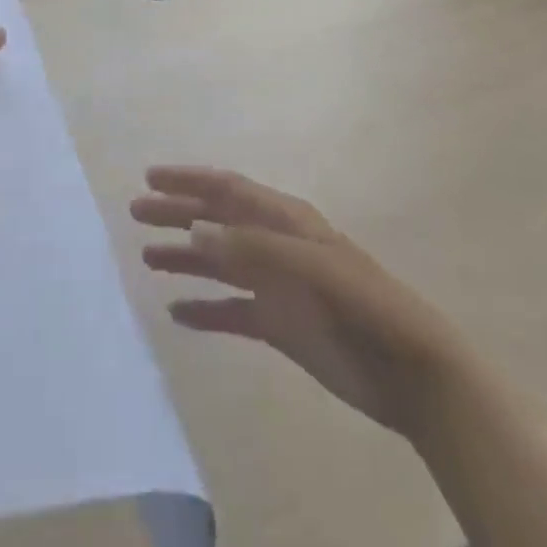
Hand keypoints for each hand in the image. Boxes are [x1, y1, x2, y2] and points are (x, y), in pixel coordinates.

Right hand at [132, 166, 471, 440]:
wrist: (409, 369)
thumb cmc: (361, 303)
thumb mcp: (309, 267)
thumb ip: (252, 249)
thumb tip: (193, 232)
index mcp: (285, 219)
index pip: (228, 189)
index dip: (190, 180)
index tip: (150, 177)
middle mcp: (275, 244)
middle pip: (218, 221)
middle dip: (178, 213)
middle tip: (136, 213)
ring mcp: (277, 285)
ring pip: (220, 263)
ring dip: (185, 257)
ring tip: (146, 257)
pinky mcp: (280, 324)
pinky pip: (232, 310)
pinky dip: (206, 309)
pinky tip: (178, 312)